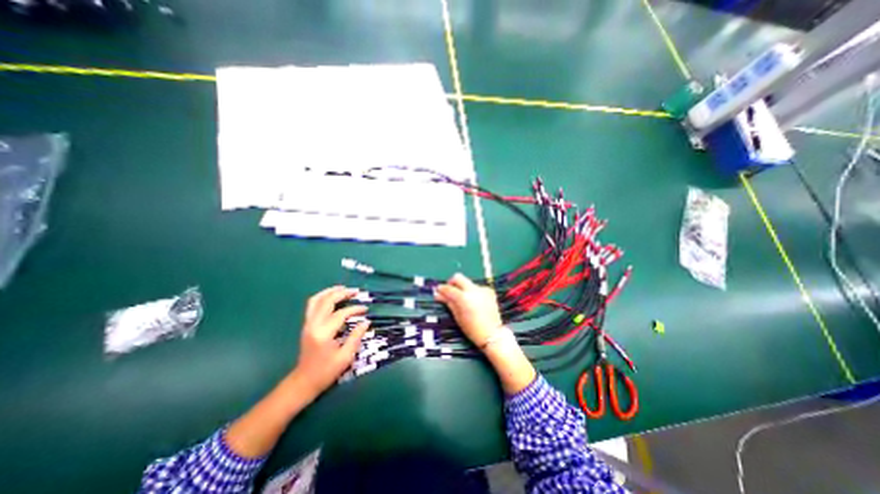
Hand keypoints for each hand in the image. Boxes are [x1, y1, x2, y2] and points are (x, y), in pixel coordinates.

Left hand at [291, 286, 368, 396]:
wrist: (304, 382)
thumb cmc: (326, 372)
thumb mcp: (345, 357)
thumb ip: (356, 337)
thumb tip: (366, 321)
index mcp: (323, 333)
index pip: (341, 314)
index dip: (355, 309)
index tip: (365, 309)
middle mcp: (313, 325)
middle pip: (327, 301)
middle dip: (342, 293)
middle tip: (356, 291)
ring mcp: (307, 324)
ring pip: (316, 300)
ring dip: (330, 291)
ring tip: (343, 288)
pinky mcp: (306, 325)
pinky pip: (312, 305)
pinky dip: (323, 297)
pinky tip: (332, 296)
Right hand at [434, 271, 536, 395]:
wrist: (493, 334)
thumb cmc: (472, 329)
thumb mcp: (457, 317)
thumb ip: (448, 302)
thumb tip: (438, 295)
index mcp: (463, 297)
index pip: (448, 288)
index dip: (441, 289)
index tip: (438, 291)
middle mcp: (473, 290)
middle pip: (458, 278)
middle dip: (452, 282)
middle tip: (449, 291)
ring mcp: (482, 289)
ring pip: (468, 283)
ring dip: (463, 288)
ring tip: (463, 301)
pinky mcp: (489, 291)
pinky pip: (477, 288)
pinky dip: (473, 292)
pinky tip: (474, 302)